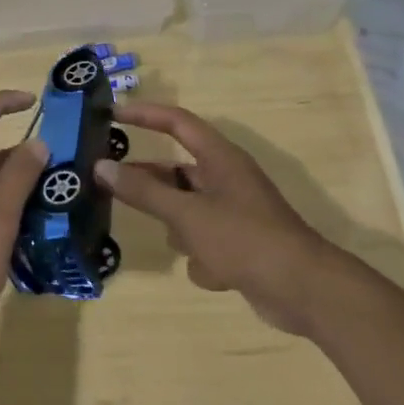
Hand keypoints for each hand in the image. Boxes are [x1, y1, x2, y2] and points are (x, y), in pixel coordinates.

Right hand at [95, 102, 337, 335]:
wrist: (303, 291)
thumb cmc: (243, 239)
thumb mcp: (187, 214)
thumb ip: (143, 191)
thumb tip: (101, 166)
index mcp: (220, 158)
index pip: (177, 122)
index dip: (145, 114)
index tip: (111, 113)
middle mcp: (226, 179)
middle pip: (176, 171)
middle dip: (151, 183)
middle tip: (108, 184)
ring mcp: (233, 212)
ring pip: (186, 211)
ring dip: (181, 230)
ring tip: (181, 245)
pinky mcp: (239, 244)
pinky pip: (204, 242)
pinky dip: (204, 259)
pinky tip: (214, 273)